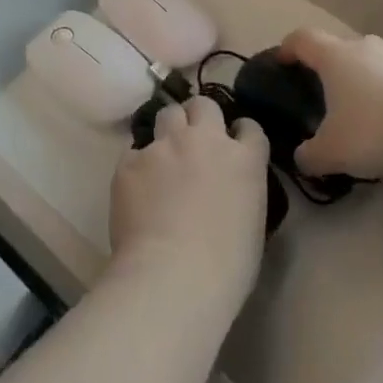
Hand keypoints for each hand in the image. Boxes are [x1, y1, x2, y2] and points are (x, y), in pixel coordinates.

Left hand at [110, 94, 268, 312]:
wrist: (173, 277)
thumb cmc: (226, 267)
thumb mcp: (252, 224)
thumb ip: (242, 191)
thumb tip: (228, 188)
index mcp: (243, 159)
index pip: (249, 127)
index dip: (240, 132)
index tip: (234, 142)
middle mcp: (205, 140)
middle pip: (203, 105)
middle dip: (200, 116)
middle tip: (194, 139)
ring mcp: (165, 146)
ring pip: (167, 113)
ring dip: (169, 128)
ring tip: (164, 152)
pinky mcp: (131, 160)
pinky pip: (134, 150)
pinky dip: (138, 163)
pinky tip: (137, 187)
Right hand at [280, 28, 382, 179]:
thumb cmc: (374, 129)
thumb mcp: (331, 152)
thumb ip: (308, 156)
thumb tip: (302, 158)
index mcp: (333, 56)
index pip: (301, 38)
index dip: (287, 48)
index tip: (281, 63)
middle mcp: (362, 47)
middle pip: (336, 47)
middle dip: (325, 67)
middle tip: (321, 95)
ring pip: (366, 61)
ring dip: (358, 80)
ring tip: (357, 110)